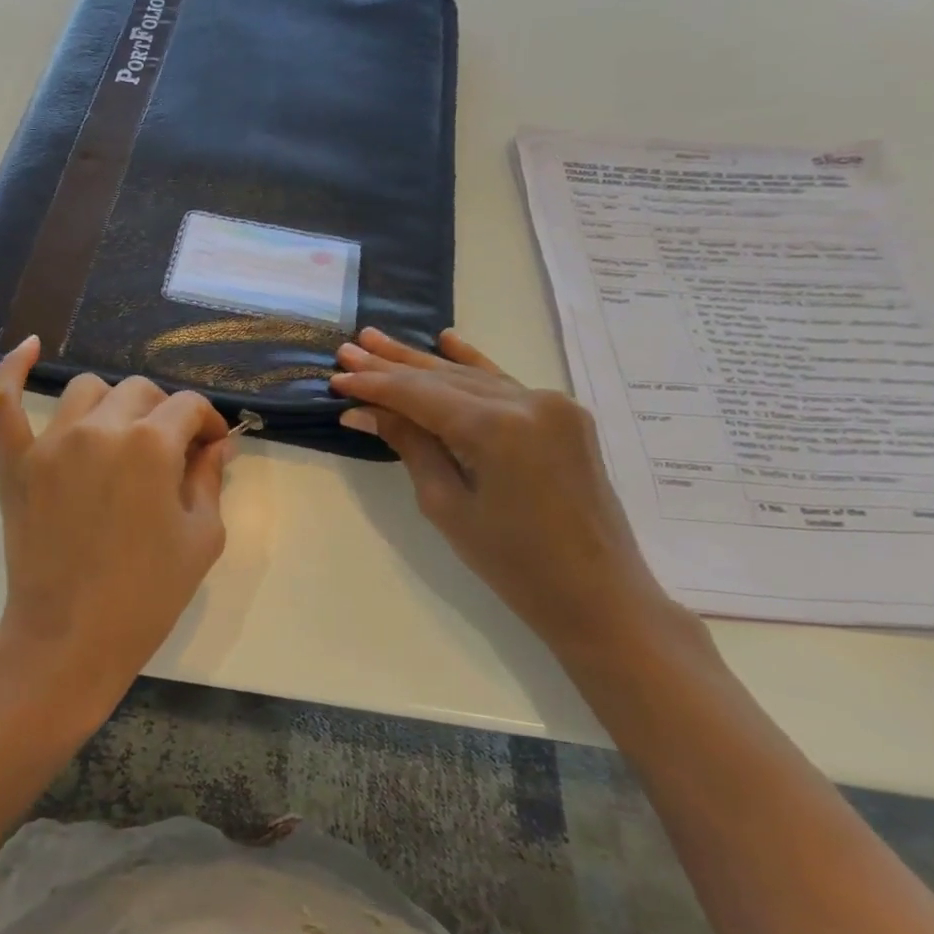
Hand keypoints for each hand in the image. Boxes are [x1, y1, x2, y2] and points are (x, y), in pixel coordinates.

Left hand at [0, 336, 231, 734]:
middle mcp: (102, 428)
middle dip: (164, 415)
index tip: (211, 447)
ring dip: (113, 405)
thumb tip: (217, 443)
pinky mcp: (16, 461)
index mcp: (152, 444)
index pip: (188, 406)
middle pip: (141, 391)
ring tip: (120, 436)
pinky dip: (13, 370)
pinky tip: (29, 347)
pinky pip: (3, 401)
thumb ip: (210, 478)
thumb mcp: (201, 538)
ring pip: (88, 390)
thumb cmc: (147, 595)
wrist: (70, 637)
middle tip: (170, 454)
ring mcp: (52, 441)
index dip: (207, 423)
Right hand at [332, 327, 692, 653]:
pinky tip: (447, 340)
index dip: (374, 386)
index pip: (419, 395)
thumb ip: (409, 446)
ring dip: (423, 362)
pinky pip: (505, 383)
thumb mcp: (446, 504)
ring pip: (471, 376)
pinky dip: (473, 363)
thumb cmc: (512, 562)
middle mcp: (527, 402)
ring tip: (377, 340)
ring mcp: (551, 405)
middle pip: (443, 378)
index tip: (336, 377)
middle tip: (347, 350)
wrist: (597, 593)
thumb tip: (363, 411)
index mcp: (497, 428)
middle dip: (392, 365)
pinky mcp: (563, 416)